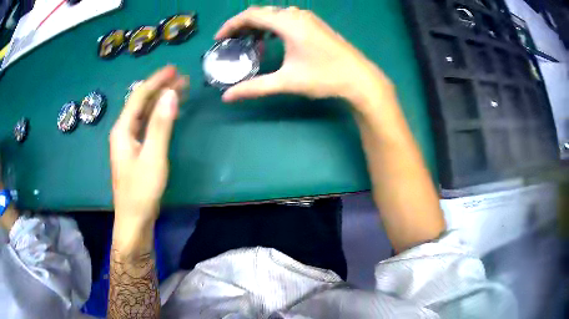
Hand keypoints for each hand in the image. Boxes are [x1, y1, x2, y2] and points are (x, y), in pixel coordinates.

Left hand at [110, 66, 187, 227]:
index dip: (156, 81)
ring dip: (160, 100)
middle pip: (141, 103)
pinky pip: (147, 125)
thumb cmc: (141, 190)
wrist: (134, 219)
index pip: (139, 97)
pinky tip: (170, 112)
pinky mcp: (136, 151)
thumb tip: (171, 95)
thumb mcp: (153, 157)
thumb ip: (160, 125)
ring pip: (144, 113)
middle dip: (160, 88)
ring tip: (179, 89)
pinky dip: (159, 115)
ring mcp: (129, 142)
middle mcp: (123, 131)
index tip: (174, 69)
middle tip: (181, 77)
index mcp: (122, 130)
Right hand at [217, 6, 391, 111]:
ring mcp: (309, 18)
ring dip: (258, 25)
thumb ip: (254, 87)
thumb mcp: (287, 82)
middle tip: (231, 41)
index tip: (219, 39)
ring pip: (275, 14)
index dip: (231, 25)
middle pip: (262, 12)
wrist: (360, 79)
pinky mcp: (315, 24)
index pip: (251, 15)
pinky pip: (287, 18)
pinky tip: (271, 40)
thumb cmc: (325, 78)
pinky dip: (273, 26)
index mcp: (289, 23)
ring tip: (248, 42)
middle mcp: (297, 15)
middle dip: (242, 25)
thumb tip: (227, 97)